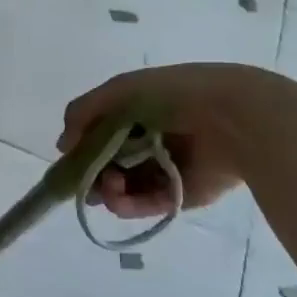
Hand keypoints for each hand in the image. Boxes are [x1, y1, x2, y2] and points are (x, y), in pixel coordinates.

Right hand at [58, 64, 267, 219]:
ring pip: (126, 187)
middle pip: (111, 163)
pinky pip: (149, 204)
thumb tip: (63, 145)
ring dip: (108, 191)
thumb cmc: (174, 96)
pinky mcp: (182, 195)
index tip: (69, 161)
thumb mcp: (120, 91)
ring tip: (107, 190)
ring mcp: (167, 169)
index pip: (102, 134)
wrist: (233, 118)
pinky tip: (117, 201)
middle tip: (85, 181)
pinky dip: (130, 205)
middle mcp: (151, 140)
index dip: (84, 148)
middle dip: (94, 174)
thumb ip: (83, 113)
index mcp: (139, 112)